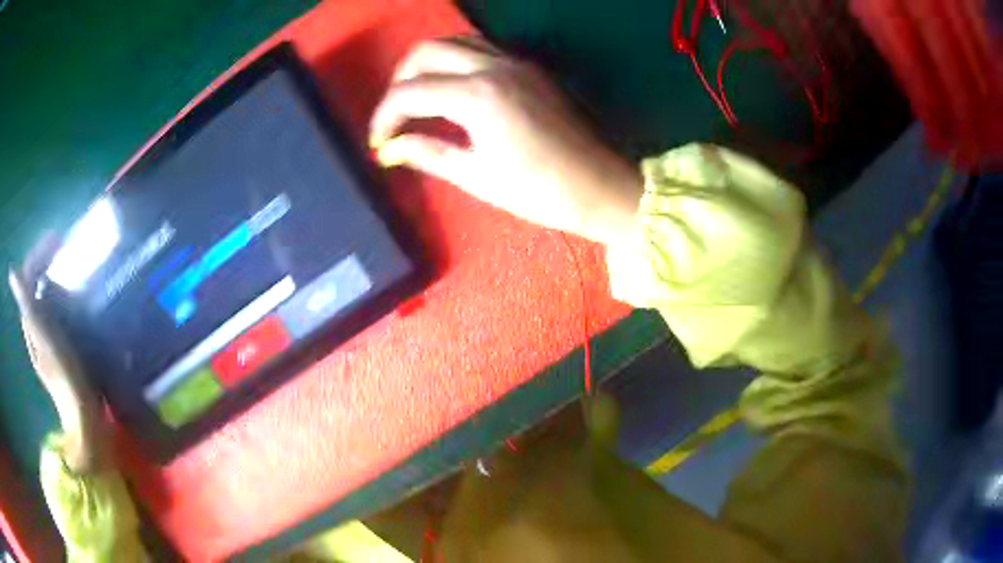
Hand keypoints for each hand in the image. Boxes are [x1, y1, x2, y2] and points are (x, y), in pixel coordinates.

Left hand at [9, 236, 109, 472]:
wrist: (83, 415)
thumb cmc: (64, 374)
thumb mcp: (43, 338)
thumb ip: (27, 305)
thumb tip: (13, 273)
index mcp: (30, 321)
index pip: (29, 277)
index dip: (39, 254)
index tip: (58, 238)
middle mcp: (35, 326)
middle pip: (36, 285)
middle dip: (47, 263)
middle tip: (65, 250)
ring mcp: (48, 337)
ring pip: (46, 298)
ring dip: (55, 278)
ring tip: (71, 267)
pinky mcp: (61, 346)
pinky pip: (57, 312)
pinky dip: (64, 297)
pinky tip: (75, 296)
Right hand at [370, 37, 641, 244]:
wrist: (599, 187)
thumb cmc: (540, 192)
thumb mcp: (477, 177)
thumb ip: (428, 153)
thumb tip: (391, 149)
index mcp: (478, 96)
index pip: (411, 92)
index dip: (384, 116)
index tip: (377, 141)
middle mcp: (494, 67)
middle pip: (427, 51)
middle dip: (400, 80)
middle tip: (395, 115)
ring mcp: (515, 63)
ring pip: (455, 42)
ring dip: (427, 63)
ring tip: (417, 98)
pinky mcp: (528, 68)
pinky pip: (479, 49)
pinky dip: (454, 61)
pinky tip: (450, 89)